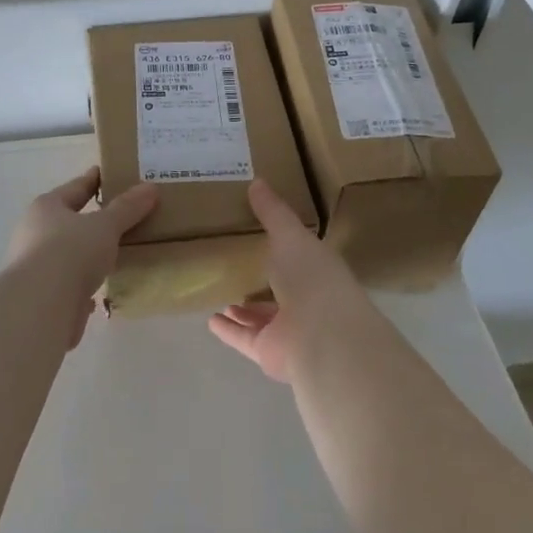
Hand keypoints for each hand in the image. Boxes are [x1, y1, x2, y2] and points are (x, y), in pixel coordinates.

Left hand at [6, 167, 157, 346]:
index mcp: (47, 207)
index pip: (75, 187)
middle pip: (68, 220)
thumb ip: (127, 208)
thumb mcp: (105, 226)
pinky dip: (83, 284)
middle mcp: (35, 233)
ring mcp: (35, 266)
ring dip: (86, 254)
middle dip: (91, 219)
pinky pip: (68, 283)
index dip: (94, 180)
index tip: (109, 173)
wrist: (40, 306)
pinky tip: (98, 290)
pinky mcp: (42, 296)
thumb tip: (150, 188)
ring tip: (114, 252)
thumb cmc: (70, 252)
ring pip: (67, 254)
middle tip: (121, 215)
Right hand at [208, 178, 379, 383]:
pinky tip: (210, 320)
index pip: (299, 256)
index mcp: (317, 269)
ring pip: (262, 317)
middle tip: (236, 266)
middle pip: (280, 289)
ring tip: (220, 294)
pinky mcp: (269, 352)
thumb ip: (272, 212)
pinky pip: (244, 338)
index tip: (260, 235)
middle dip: (262, 280)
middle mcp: (306, 300)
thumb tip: (257, 180)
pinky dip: (228, 330)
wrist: (323, 336)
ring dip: (243, 309)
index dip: (283, 246)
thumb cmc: (312, 277)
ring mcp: (288, 329)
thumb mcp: (290, 235)